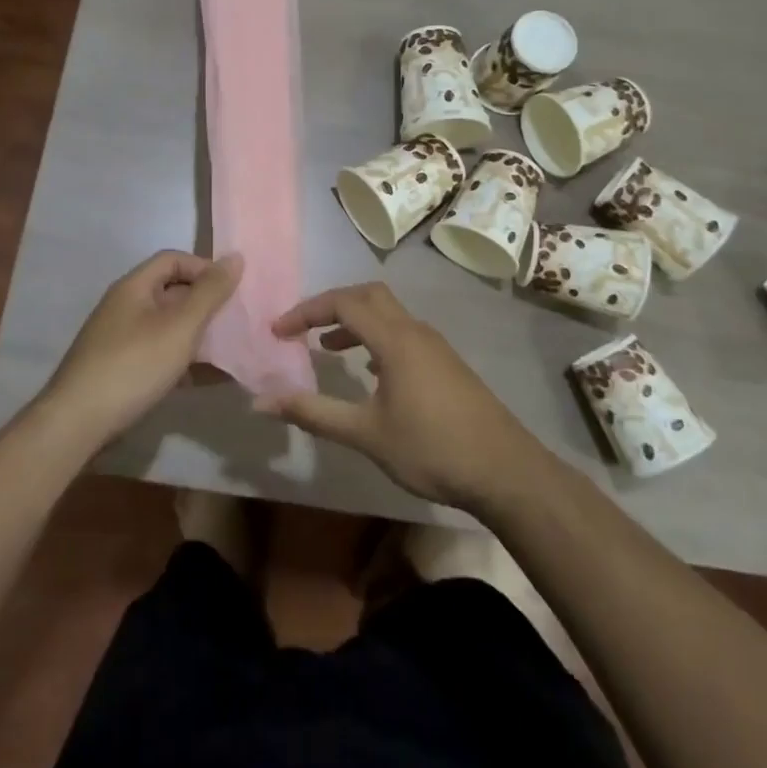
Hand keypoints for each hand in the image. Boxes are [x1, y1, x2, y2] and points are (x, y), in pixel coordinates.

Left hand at [41, 250, 242, 445]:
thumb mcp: (179, 327)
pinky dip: (185, 361)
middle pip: (172, 292)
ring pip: (168, 327)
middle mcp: (125, 307)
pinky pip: (160, 355)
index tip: (232, 290)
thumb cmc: (133, 366)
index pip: (173, 260)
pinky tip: (209, 379)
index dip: (204, 268)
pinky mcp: (121, 370)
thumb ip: (209, 293)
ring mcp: (121, 340)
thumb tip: (235, 257)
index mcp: (134, 287)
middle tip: (237, 321)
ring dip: (199, 335)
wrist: (77, 424)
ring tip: (231, 350)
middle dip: (206, 304)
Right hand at [262, 281, 543, 509]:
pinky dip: (376, 337)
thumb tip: (261, 401)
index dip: (305, 312)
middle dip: (330, 305)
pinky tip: (370, 371)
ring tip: (328, 348)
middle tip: (302, 329)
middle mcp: (415, 331)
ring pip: (388, 314)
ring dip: (355, 321)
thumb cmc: (431, 448)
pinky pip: (402, 333)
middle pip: (367, 295)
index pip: (342, 303)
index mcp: (394, 339)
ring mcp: (435, 345)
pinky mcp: (446, 363)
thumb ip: (313, 413)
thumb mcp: (366, 434)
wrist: (505, 471)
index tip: (278, 331)